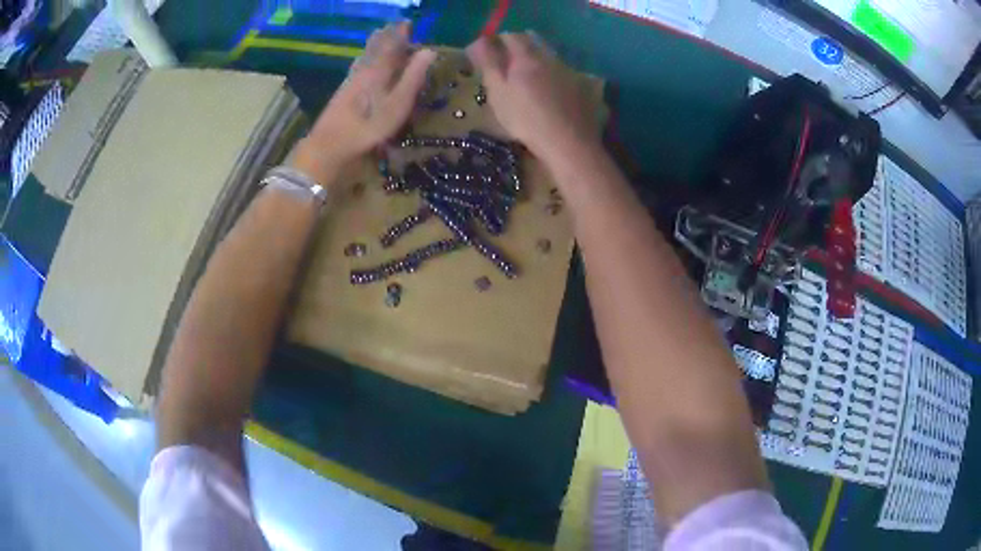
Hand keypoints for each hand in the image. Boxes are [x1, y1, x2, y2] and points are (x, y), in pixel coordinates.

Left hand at [291, 22, 435, 185]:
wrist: (329, 145)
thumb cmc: (368, 126)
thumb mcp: (397, 104)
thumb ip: (413, 77)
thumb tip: (430, 51)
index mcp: (379, 69)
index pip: (392, 43)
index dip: (402, 33)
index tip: (410, 25)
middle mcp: (363, 69)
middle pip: (376, 47)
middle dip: (388, 38)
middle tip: (398, 31)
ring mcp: (351, 80)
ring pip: (365, 57)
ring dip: (375, 47)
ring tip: (382, 39)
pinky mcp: (343, 93)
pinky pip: (358, 68)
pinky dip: (365, 60)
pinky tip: (362, 63)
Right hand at [466, 32, 601, 167]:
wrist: (569, 144)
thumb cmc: (525, 119)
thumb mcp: (498, 92)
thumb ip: (489, 64)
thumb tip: (479, 42)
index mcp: (527, 58)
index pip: (511, 37)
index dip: (498, 40)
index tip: (490, 51)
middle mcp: (550, 59)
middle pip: (534, 42)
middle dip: (520, 47)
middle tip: (509, 62)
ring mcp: (570, 73)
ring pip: (551, 58)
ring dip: (539, 62)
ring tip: (530, 79)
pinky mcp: (584, 89)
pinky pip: (565, 74)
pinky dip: (555, 77)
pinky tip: (553, 94)